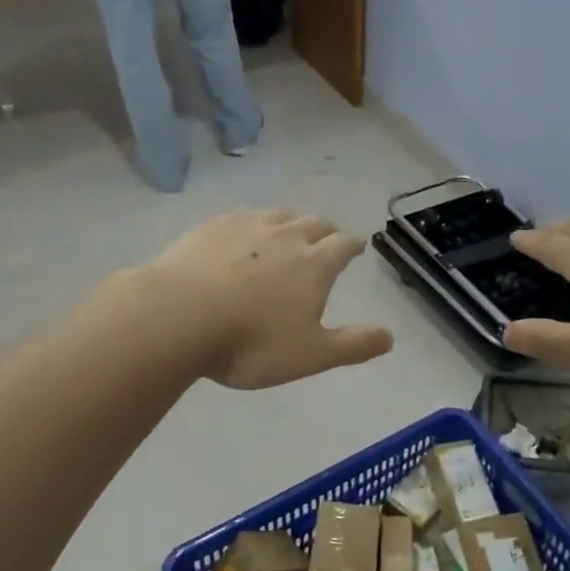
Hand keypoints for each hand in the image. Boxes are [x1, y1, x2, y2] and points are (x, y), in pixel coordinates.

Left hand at [138, 209, 394, 388]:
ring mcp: (246, 227)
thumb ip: (353, 345)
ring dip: (290, 222)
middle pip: (313, 223)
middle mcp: (285, 236)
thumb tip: (391, 337)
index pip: (343, 245)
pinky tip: (242, 233)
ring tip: (288, 232)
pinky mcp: (211, 227)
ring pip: (278, 216)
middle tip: (326, 239)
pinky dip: (252, 223)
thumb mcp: (310, 354)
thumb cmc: (251, 342)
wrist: (178, 316)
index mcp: (314, 264)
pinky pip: (241, 217)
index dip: (353, 246)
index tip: (356, 247)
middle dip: (325, 231)